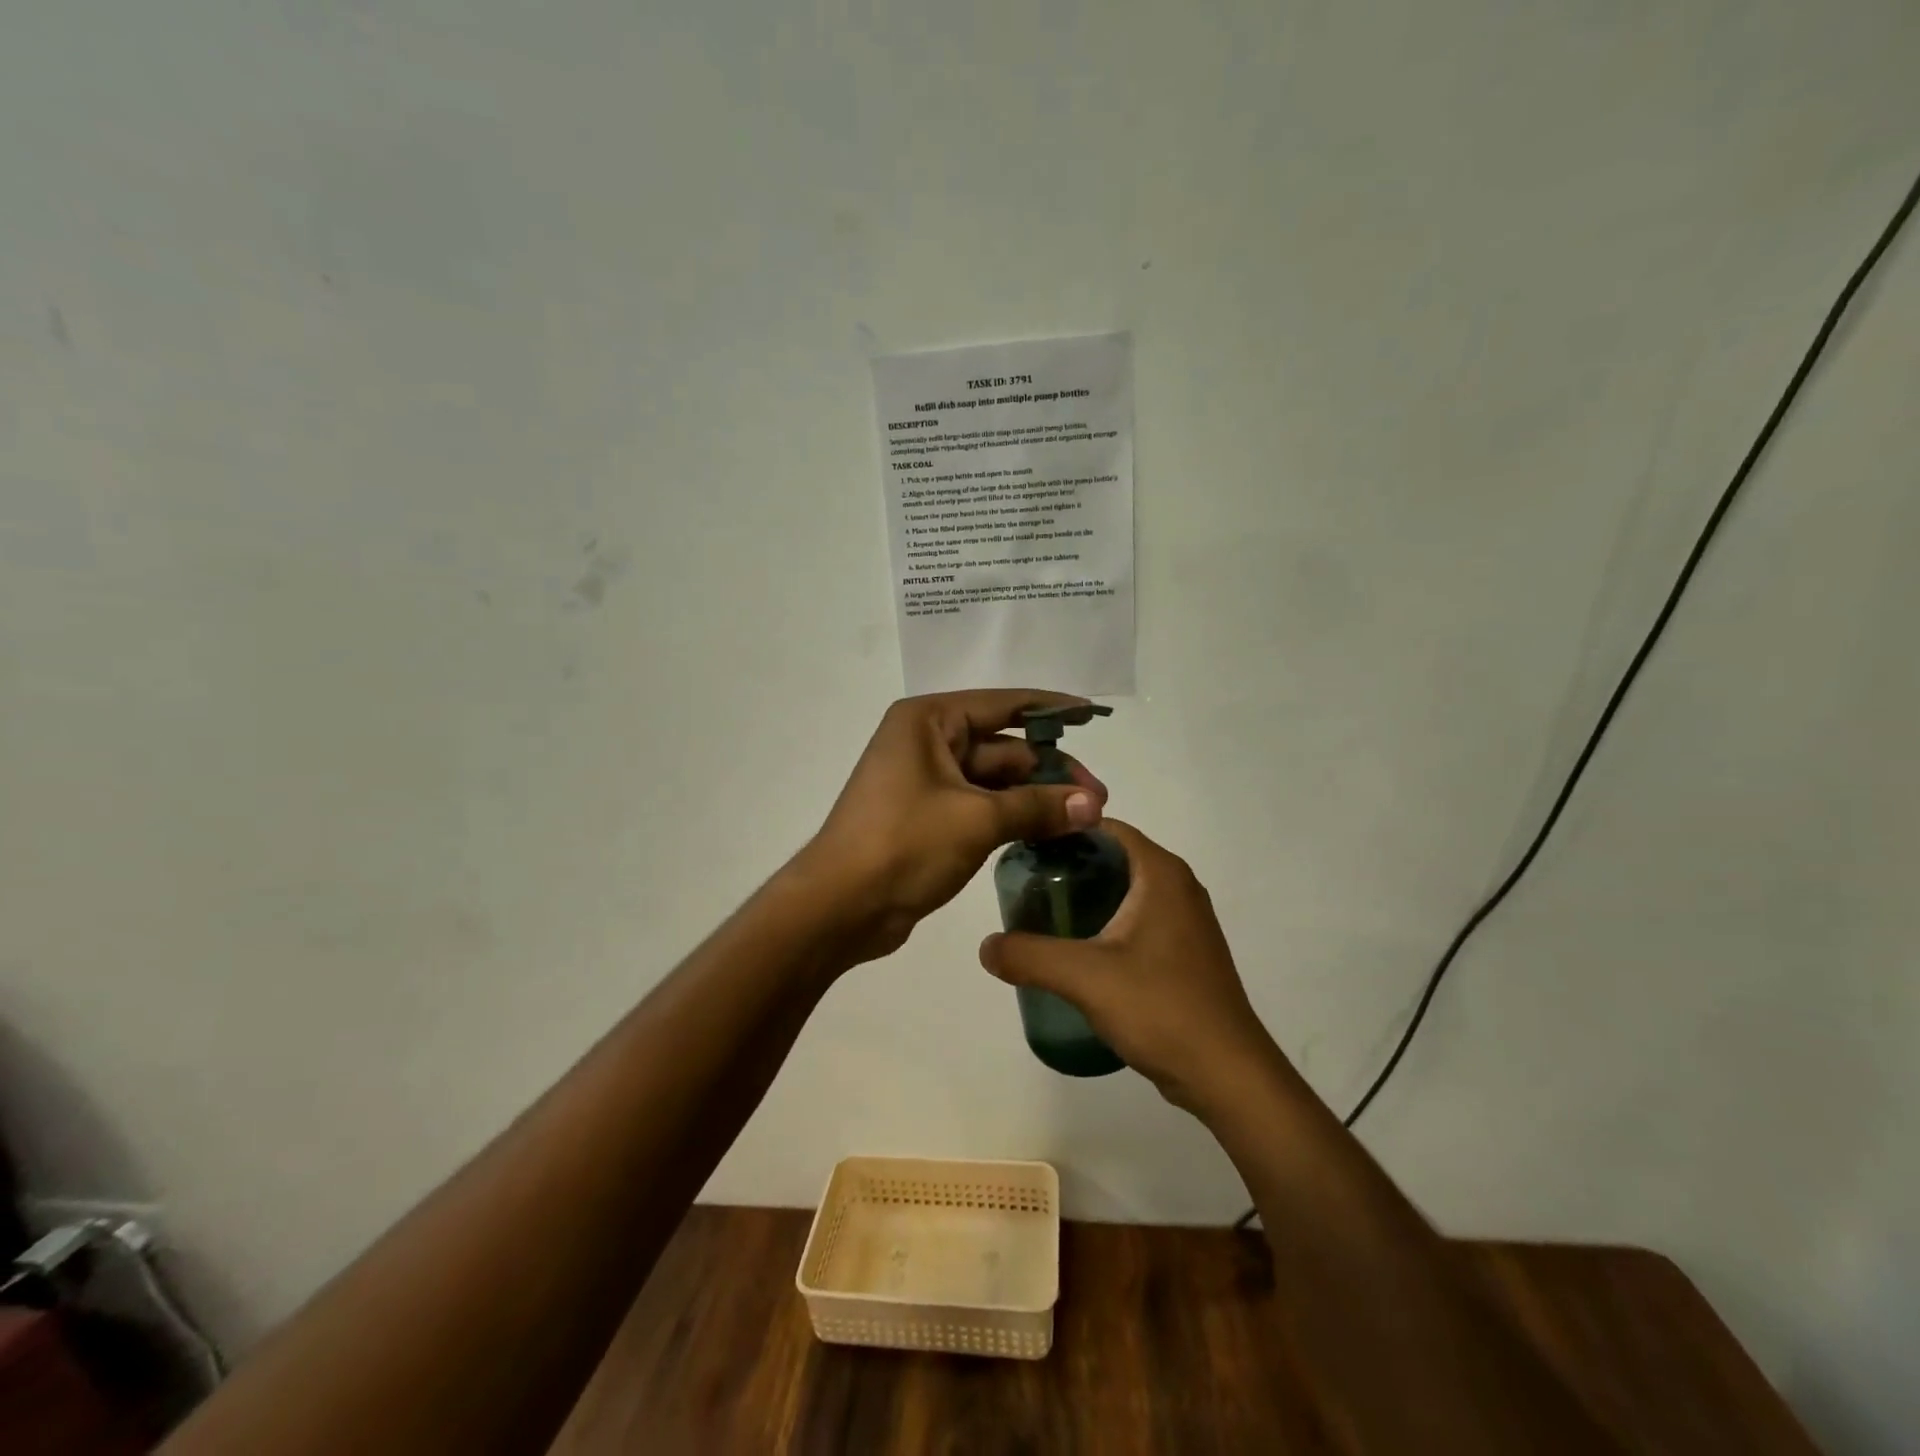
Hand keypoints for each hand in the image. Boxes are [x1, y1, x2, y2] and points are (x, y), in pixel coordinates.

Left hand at [797, 690, 1108, 961]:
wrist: (839, 907)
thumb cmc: (903, 844)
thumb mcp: (976, 820)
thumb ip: (1037, 807)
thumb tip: (1093, 805)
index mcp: (929, 720)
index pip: (1004, 704)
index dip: (1051, 709)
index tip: (1091, 714)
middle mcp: (927, 741)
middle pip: (1003, 747)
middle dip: (1050, 771)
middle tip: (1098, 799)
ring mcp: (926, 781)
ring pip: (995, 780)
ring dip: (1036, 798)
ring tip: (1085, 818)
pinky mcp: (929, 816)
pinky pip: (981, 806)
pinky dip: (1013, 817)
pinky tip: (1050, 832)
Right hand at [978, 820, 1277, 1111]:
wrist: (1227, 1075)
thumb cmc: (1161, 1008)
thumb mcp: (1085, 977)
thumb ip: (1029, 955)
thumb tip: (986, 946)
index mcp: (1160, 873)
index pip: (1104, 827)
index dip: (1063, 830)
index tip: (1023, 849)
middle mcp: (1177, 886)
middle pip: (1112, 857)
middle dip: (1068, 867)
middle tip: (1024, 886)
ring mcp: (1185, 920)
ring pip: (1124, 891)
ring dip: (1085, 897)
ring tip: (1040, 917)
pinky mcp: (1184, 951)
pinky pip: (1136, 919)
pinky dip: (1105, 922)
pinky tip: (1076, 951)